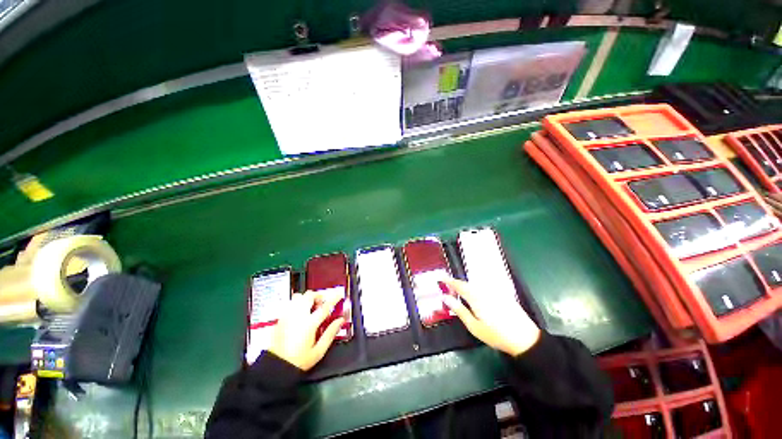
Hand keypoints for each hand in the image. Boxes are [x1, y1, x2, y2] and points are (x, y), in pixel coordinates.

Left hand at [268, 290, 344, 370]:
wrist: (276, 367)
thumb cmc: (297, 361)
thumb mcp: (318, 351)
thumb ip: (331, 333)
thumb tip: (340, 322)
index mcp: (309, 324)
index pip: (325, 306)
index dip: (334, 298)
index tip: (339, 295)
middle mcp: (297, 316)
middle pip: (310, 295)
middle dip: (319, 296)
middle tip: (323, 303)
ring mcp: (287, 316)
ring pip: (299, 296)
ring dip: (307, 298)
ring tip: (311, 306)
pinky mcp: (280, 319)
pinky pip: (290, 303)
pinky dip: (298, 303)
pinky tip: (301, 313)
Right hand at [441, 278, 540, 356]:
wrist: (525, 339)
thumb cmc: (496, 335)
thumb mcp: (474, 326)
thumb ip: (459, 310)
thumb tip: (445, 297)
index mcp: (476, 297)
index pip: (459, 285)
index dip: (448, 280)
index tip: (440, 276)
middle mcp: (484, 290)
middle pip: (467, 284)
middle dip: (456, 284)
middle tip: (448, 288)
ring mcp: (494, 291)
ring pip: (475, 285)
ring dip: (466, 287)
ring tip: (460, 293)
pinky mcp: (501, 294)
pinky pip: (484, 287)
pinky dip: (476, 289)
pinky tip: (475, 296)